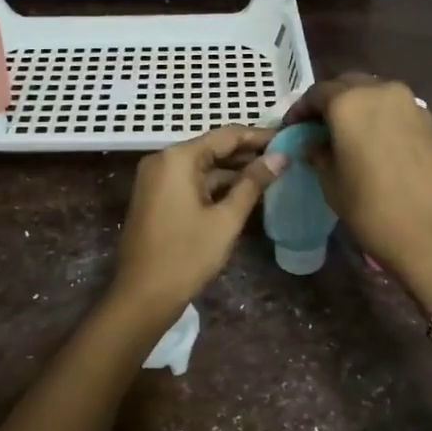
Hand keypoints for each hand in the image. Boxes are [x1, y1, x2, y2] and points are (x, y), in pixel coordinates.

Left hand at [112, 126, 285, 318]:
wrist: (143, 295)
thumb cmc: (186, 255)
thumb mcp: (226, 219)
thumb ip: (253, 184)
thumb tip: (280, 157)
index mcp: (178, 158)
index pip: (226, 135)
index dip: (259, 136)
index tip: (288, 138)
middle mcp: (163, 160)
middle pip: (213, 148)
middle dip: (248, 154)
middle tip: (285, 158)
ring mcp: (156, 179)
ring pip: (202, 167)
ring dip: (234, 171)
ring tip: (272, 175)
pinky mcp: (156, 198)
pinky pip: (191, 182)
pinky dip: (216, 186)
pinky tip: (244, 193)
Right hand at [284, 74, 431, 310]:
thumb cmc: (373, 210)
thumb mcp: (332, 184)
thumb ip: (318, 154)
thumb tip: (313, 143)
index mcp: (349, 102)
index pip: (316, 93)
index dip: (301, 110)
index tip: (292, 128)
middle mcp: (380, 91)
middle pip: (347, 85)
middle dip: (330, 102)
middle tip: (317, 128)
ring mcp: (410, 104)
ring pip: (374, 93)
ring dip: (356, 106)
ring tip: (345, 135)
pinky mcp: (430, 121)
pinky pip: (395, 109)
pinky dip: (379, 117)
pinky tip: (373, 143)